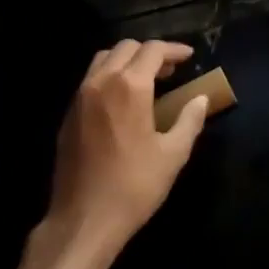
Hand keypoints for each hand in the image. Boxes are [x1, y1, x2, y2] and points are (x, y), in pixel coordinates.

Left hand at [46, 40, 209, 255]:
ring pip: (104, 59)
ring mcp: (80, 97)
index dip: (174, 49)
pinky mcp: (68, 114)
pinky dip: (109, 76)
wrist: (83, 220)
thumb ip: (190, 121)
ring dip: (127, 60)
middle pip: (126, 48)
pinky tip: (122, 101)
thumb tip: (201, 99)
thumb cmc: (133, 186)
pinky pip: (90, 80)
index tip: (189, 57)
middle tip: (170, 70)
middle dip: (150, 53)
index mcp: (130, 86)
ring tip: (146, 80)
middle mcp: (101, 82)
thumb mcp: (172, 155)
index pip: (153, 50)